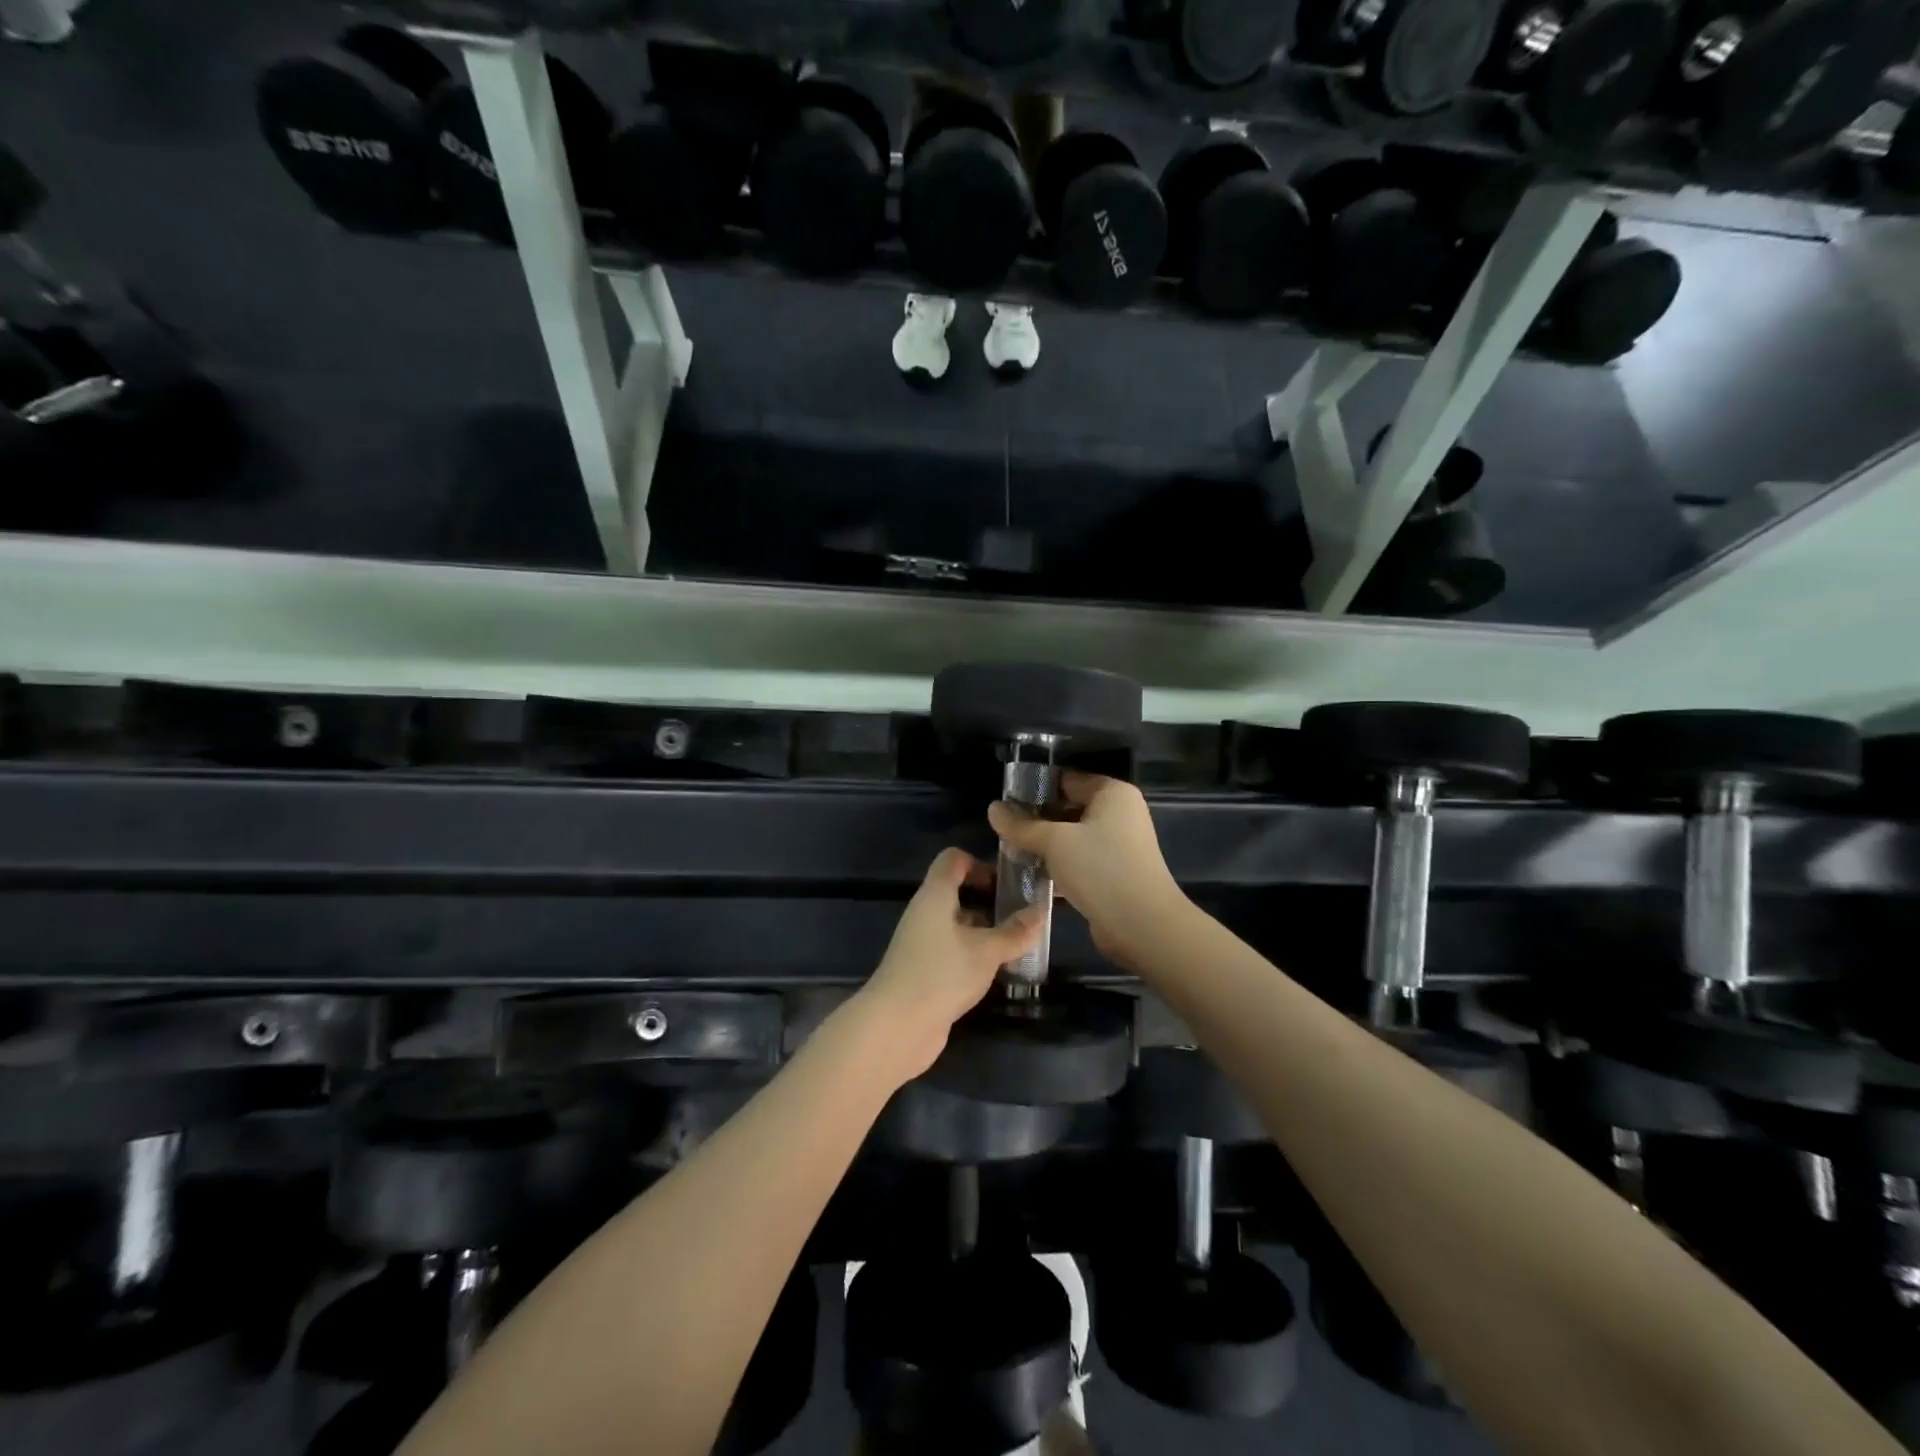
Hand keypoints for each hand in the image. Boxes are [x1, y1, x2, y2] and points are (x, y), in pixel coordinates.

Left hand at [856, 848, 1045, 1082]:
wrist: (896, 1027)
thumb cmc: (941, 974)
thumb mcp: (986, 951)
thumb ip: (1015, 932)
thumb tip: (1042, 911)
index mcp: (935, 895)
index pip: (953, 860)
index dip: (980, 864)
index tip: (1008, 883)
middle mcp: (925, 913)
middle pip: (958, 892)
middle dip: (990, 902)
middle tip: (1024, 916)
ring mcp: (923, 944)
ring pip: (958, 925)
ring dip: (986, 932)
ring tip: (1020, 945)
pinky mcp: (925, 971)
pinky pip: (954, 951)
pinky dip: (975, 955)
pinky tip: (998, 971)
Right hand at [988, 773, 1185, 967]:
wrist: (1141, 925)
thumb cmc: (1100, 869)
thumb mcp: (1054, 842)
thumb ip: (1021, 825)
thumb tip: (993, 809)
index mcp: (1112, 793)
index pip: (1067, 780)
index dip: (1035, 789)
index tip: (1005, 802)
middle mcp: (1120, 814)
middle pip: (1069, 808)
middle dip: (1037, 820)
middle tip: (1004, 830)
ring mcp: (1120, 845)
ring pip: (1073, 838)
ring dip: (1046, 846)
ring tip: (1012, 852)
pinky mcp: (1115, 874)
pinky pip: (1080, 861)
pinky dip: (1059, 866)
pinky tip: (1031, 875)